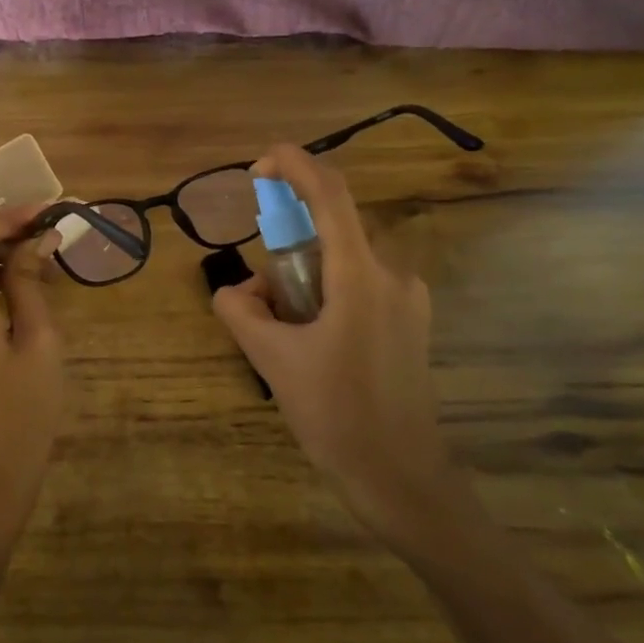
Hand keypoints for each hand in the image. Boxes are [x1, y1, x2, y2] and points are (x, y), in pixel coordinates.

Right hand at [211, 146, 469, 550]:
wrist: (400, 477)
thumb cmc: (336, 415)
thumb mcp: (272, 359)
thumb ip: (240, 311)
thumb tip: (234, 291)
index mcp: (361, 276)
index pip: (329, 194)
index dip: (294, 165)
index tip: (258, 167)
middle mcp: (392, 274)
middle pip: (330, 231)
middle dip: (286, 250)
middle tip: (262, 300)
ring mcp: (407, 298)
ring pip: (342, 261)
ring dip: (304, 279)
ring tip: (284, 334)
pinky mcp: (409, 321)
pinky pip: (358, 285)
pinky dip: (325, 295)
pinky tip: (312, 343)